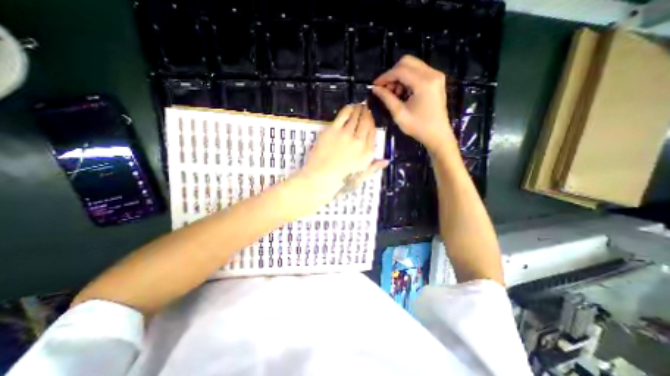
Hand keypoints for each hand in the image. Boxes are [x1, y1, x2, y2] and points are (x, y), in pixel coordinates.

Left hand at [295, 102, 389, 208]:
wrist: (320, 180)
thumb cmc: (339, 183)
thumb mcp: (360, 178)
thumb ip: (373, 168)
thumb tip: (385, 161)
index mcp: (367, 154)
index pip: (373, 133)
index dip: (372, 124)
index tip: (371, 119)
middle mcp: (360, 142)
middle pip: (366, 123)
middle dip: (367, 114)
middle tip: (365, 108)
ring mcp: (346, 134)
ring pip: (356, 117)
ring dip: (359, 109)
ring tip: (359, 105)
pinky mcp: (333, 130)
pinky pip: (343, 115)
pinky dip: (348, 109)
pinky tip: (349, 107)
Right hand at [369, 55, 457, 153]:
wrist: (438, 135)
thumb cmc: (419, 127)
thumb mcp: (399, 114)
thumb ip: (387, 98)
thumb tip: (375, 88)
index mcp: (424, 82)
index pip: (400, 70)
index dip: (385, 76)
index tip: (375, 85)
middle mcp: (432, 74)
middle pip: (407, 62)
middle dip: (392, 74)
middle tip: (385, 89)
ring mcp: (436, 76)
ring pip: (412, 66)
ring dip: (400, 77)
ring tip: (394, 94)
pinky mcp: (436, 80)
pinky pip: (418, 72)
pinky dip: (407, 79)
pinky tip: (403, 93)